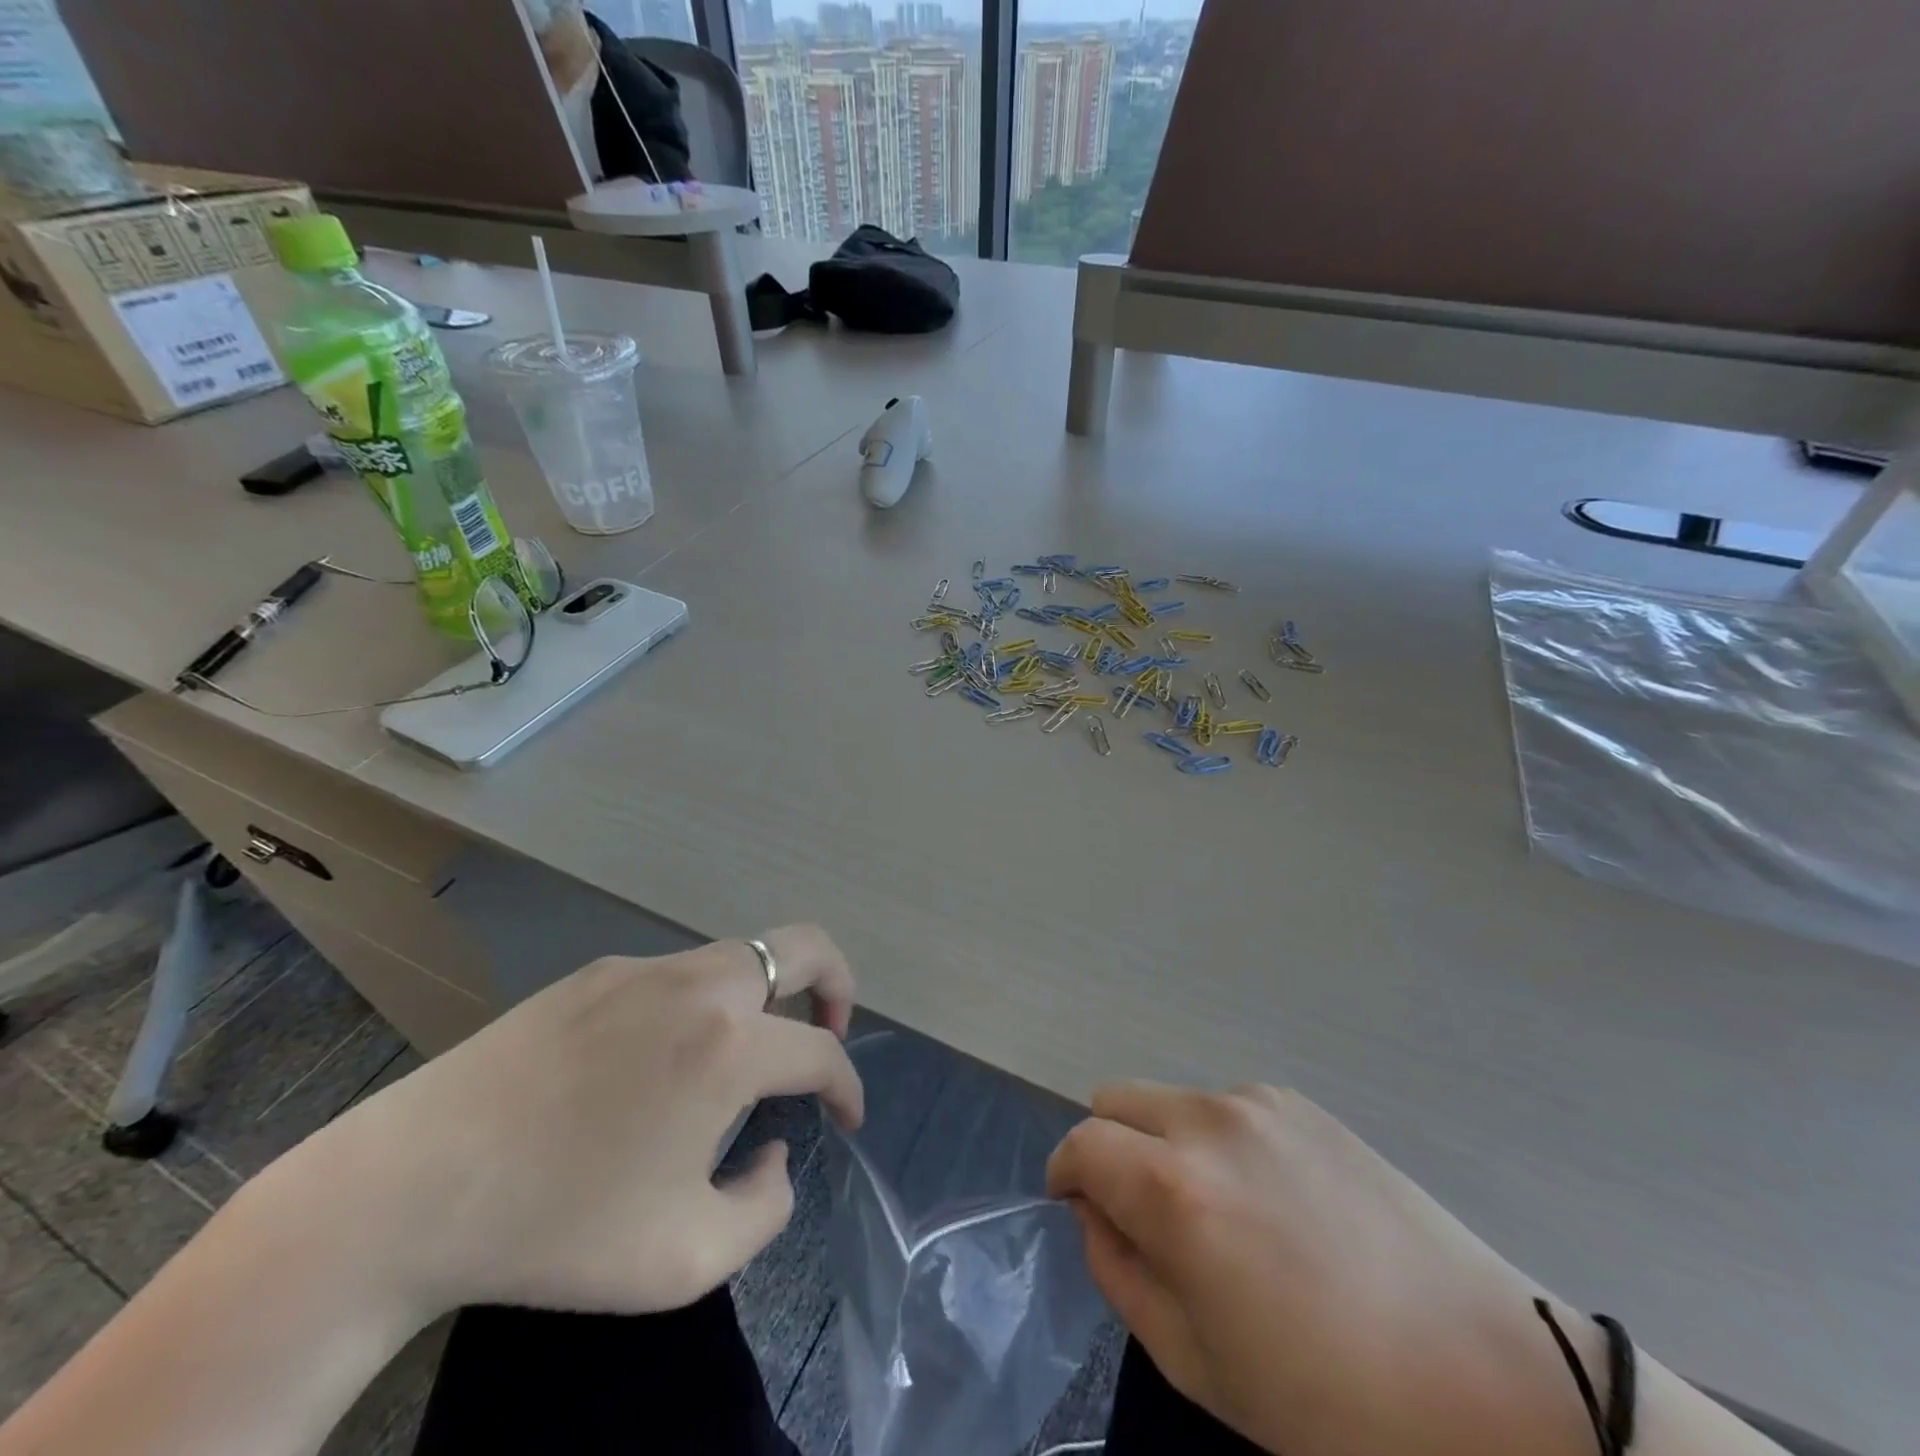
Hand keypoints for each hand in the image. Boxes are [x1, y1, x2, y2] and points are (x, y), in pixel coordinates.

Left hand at [289, 925, 862, 1323]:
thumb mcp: (684, 1259)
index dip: (848, 1086)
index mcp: (728, 1045)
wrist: (409, 1189)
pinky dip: (703, 1005)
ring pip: (740, 955)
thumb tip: (773, 1148)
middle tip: (830, 1033)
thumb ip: (765, 1207)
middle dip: (837, 984)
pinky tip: (659, 1064)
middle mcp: (698, 986)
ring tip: (743, 1061)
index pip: (821, 1053)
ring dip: (766, 997)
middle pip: (802, 946)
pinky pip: (678, 975)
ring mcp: (644, 969)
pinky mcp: (597, 973)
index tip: (846, 1119)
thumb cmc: (557, 1228)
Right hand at [1048, 1084, 1602, 1455]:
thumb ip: (1119, 1270)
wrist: (1490, 1382)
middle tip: (1142, 1213)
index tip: (1075, 1205)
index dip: (1065, 1173)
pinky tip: (1274, 1202)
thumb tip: (1094, 1210)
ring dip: (1166, 1142)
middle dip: (1109, 1147)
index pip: (1081, 1143)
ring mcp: (1259, 1104)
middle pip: (1116, 1099)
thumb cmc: (1331, 1403)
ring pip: (1171, 1100)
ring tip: (1221, 1215)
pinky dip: (1219, 1140)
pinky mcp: (1302, 1104)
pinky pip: (1227, 1106)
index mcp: (1175, 1188)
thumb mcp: (1197, 1362)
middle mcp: (1208, 1121)